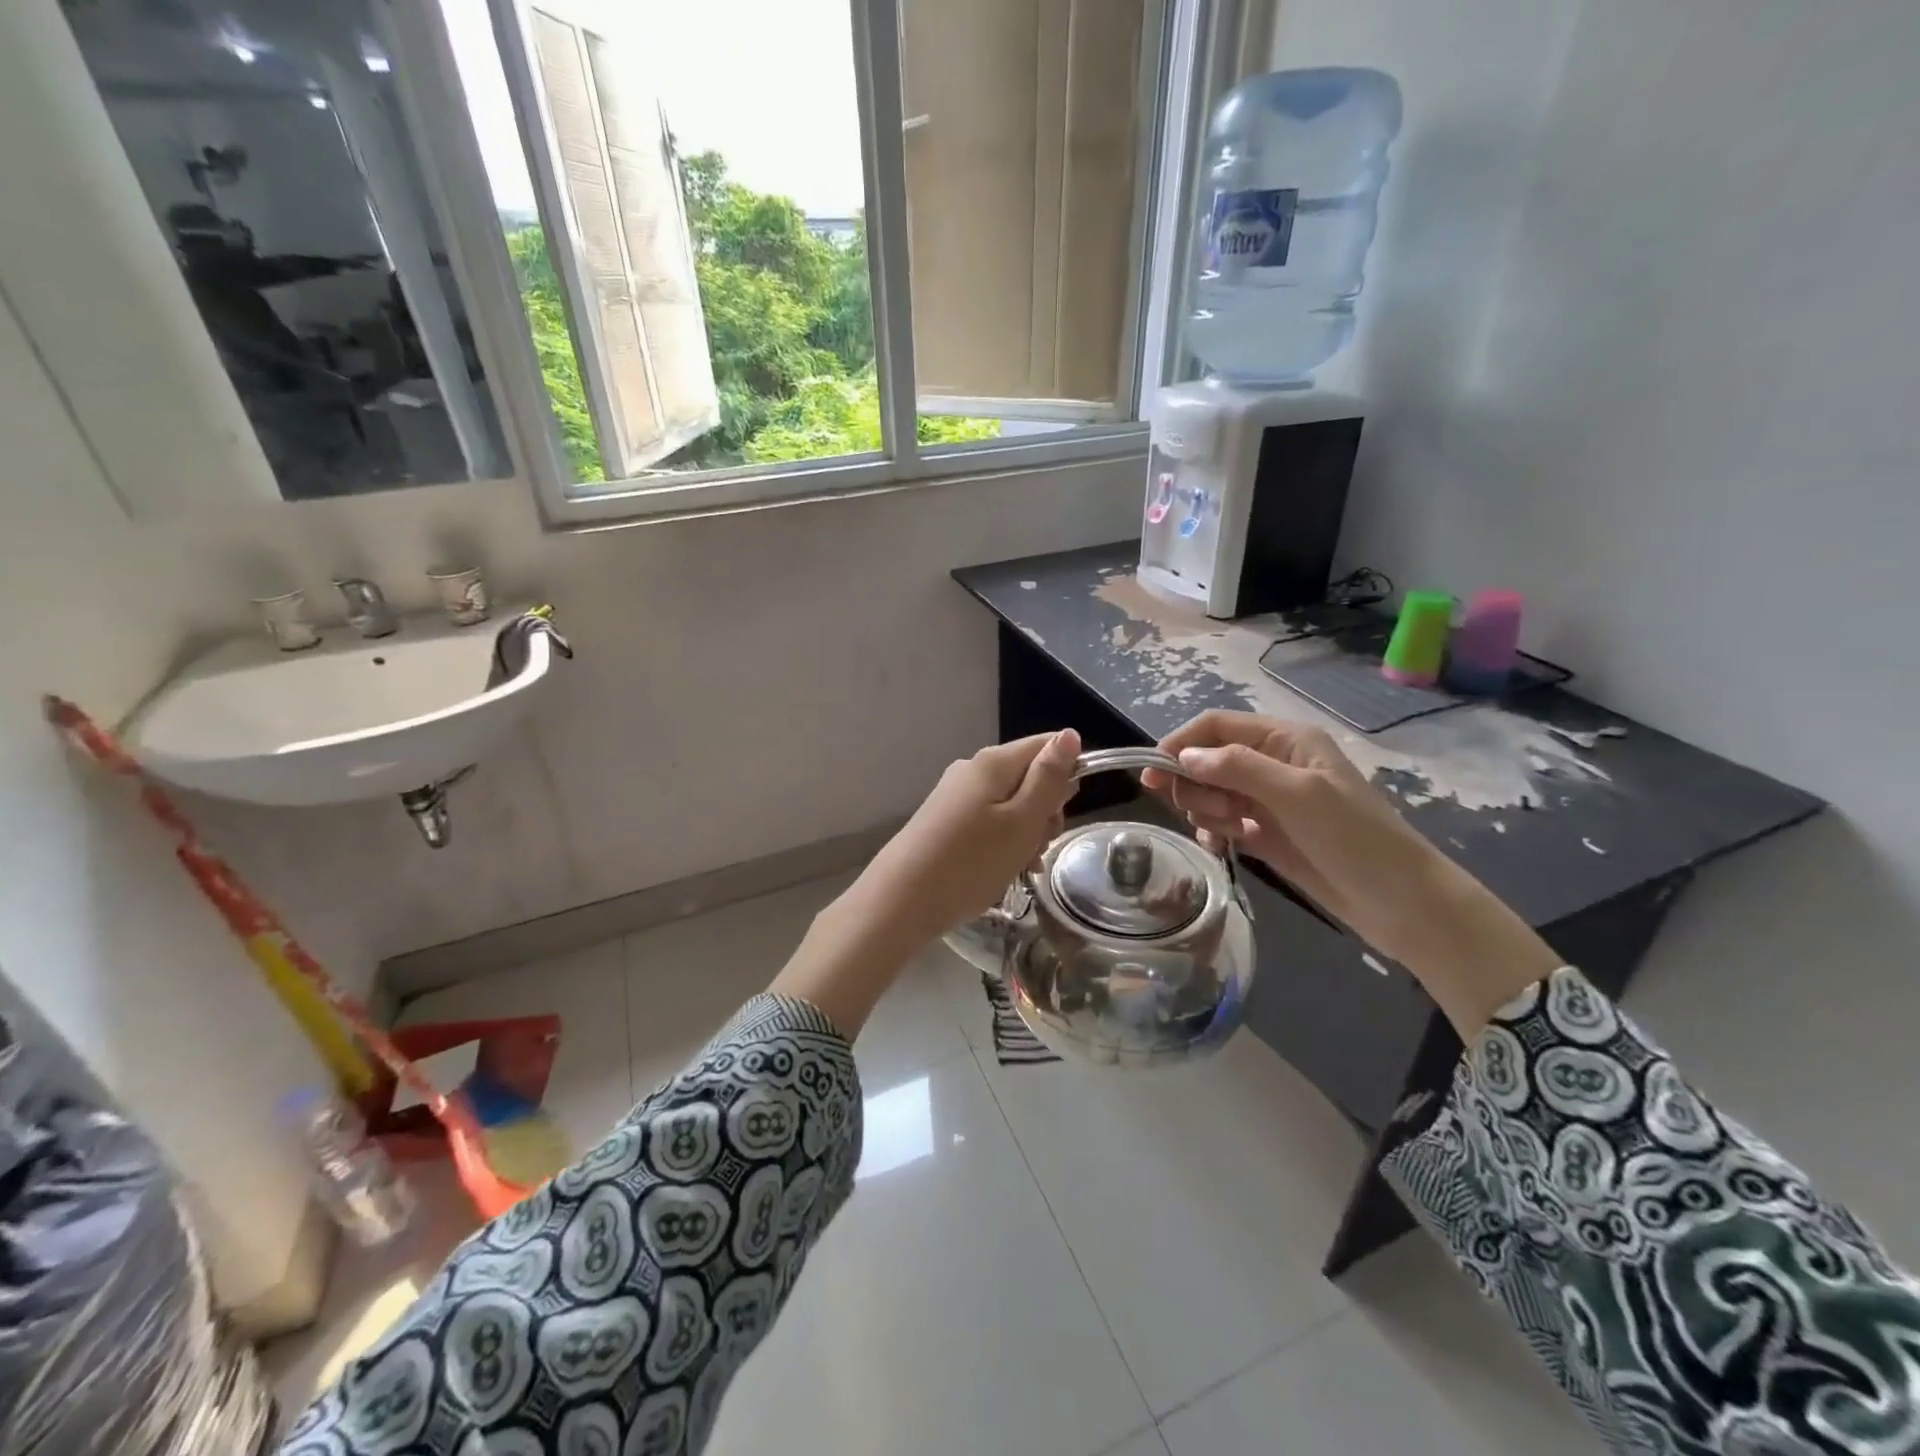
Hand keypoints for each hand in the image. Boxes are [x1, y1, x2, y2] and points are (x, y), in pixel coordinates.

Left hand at [774, 730, 1080, 1038]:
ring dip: (1027, 833)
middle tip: (1040, 844)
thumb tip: (1070, 734)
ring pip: (1012, 804)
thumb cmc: (972, 861)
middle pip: (1029, 776)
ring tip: (1023, 866)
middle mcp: (973, 770)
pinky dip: (1005, 844)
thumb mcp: (1022, 821)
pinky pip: (990, 823)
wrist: (902, 901)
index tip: (1065, 811)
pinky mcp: (946, 822)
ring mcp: (956, 797)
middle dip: (1045, 810)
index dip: (1068, 772)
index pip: (1047, 745)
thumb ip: (1048, 778)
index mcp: (994, 762)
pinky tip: (1006, 871)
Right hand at [1143, 710, 1558, 1034]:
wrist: (1400, 903)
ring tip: (1229, 833)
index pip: (1217, 726)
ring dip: (1206, 810)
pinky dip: (1213, 832)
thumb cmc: (1354, 839)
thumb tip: (1184, 758)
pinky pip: (1221, 822)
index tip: (1151, 774)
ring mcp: (1268, 801)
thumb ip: (1239, 769)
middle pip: (1207, 759)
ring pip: (1210, 792)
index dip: (1181, 744)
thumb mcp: (1298, 795)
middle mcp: (1273, 764)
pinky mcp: (1265, 834)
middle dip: (1196, 784)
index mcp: (1285, 740)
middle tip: (1208, 812)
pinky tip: (1222, 847)